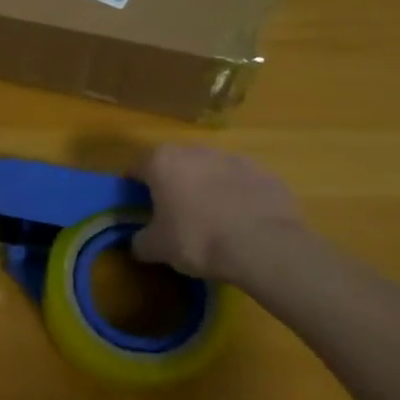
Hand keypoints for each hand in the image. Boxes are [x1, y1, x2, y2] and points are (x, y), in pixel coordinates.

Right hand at [131, 144, 304, 283]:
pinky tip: (241, 223)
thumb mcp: (158, 248)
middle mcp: (196, 151)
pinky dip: (238, 197)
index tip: (138, 206)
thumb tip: (137, 243)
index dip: (134, 187)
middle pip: (176, 164)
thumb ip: (140, 241)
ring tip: (212, 219)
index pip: (137, 168)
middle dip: (173, 183)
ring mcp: (234, 159)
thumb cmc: (198, 239)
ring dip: (207, 187)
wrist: (265, 247)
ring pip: (211, 171)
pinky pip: (242, 184)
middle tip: (174, 213)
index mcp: (163, 162)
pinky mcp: (265, 174)